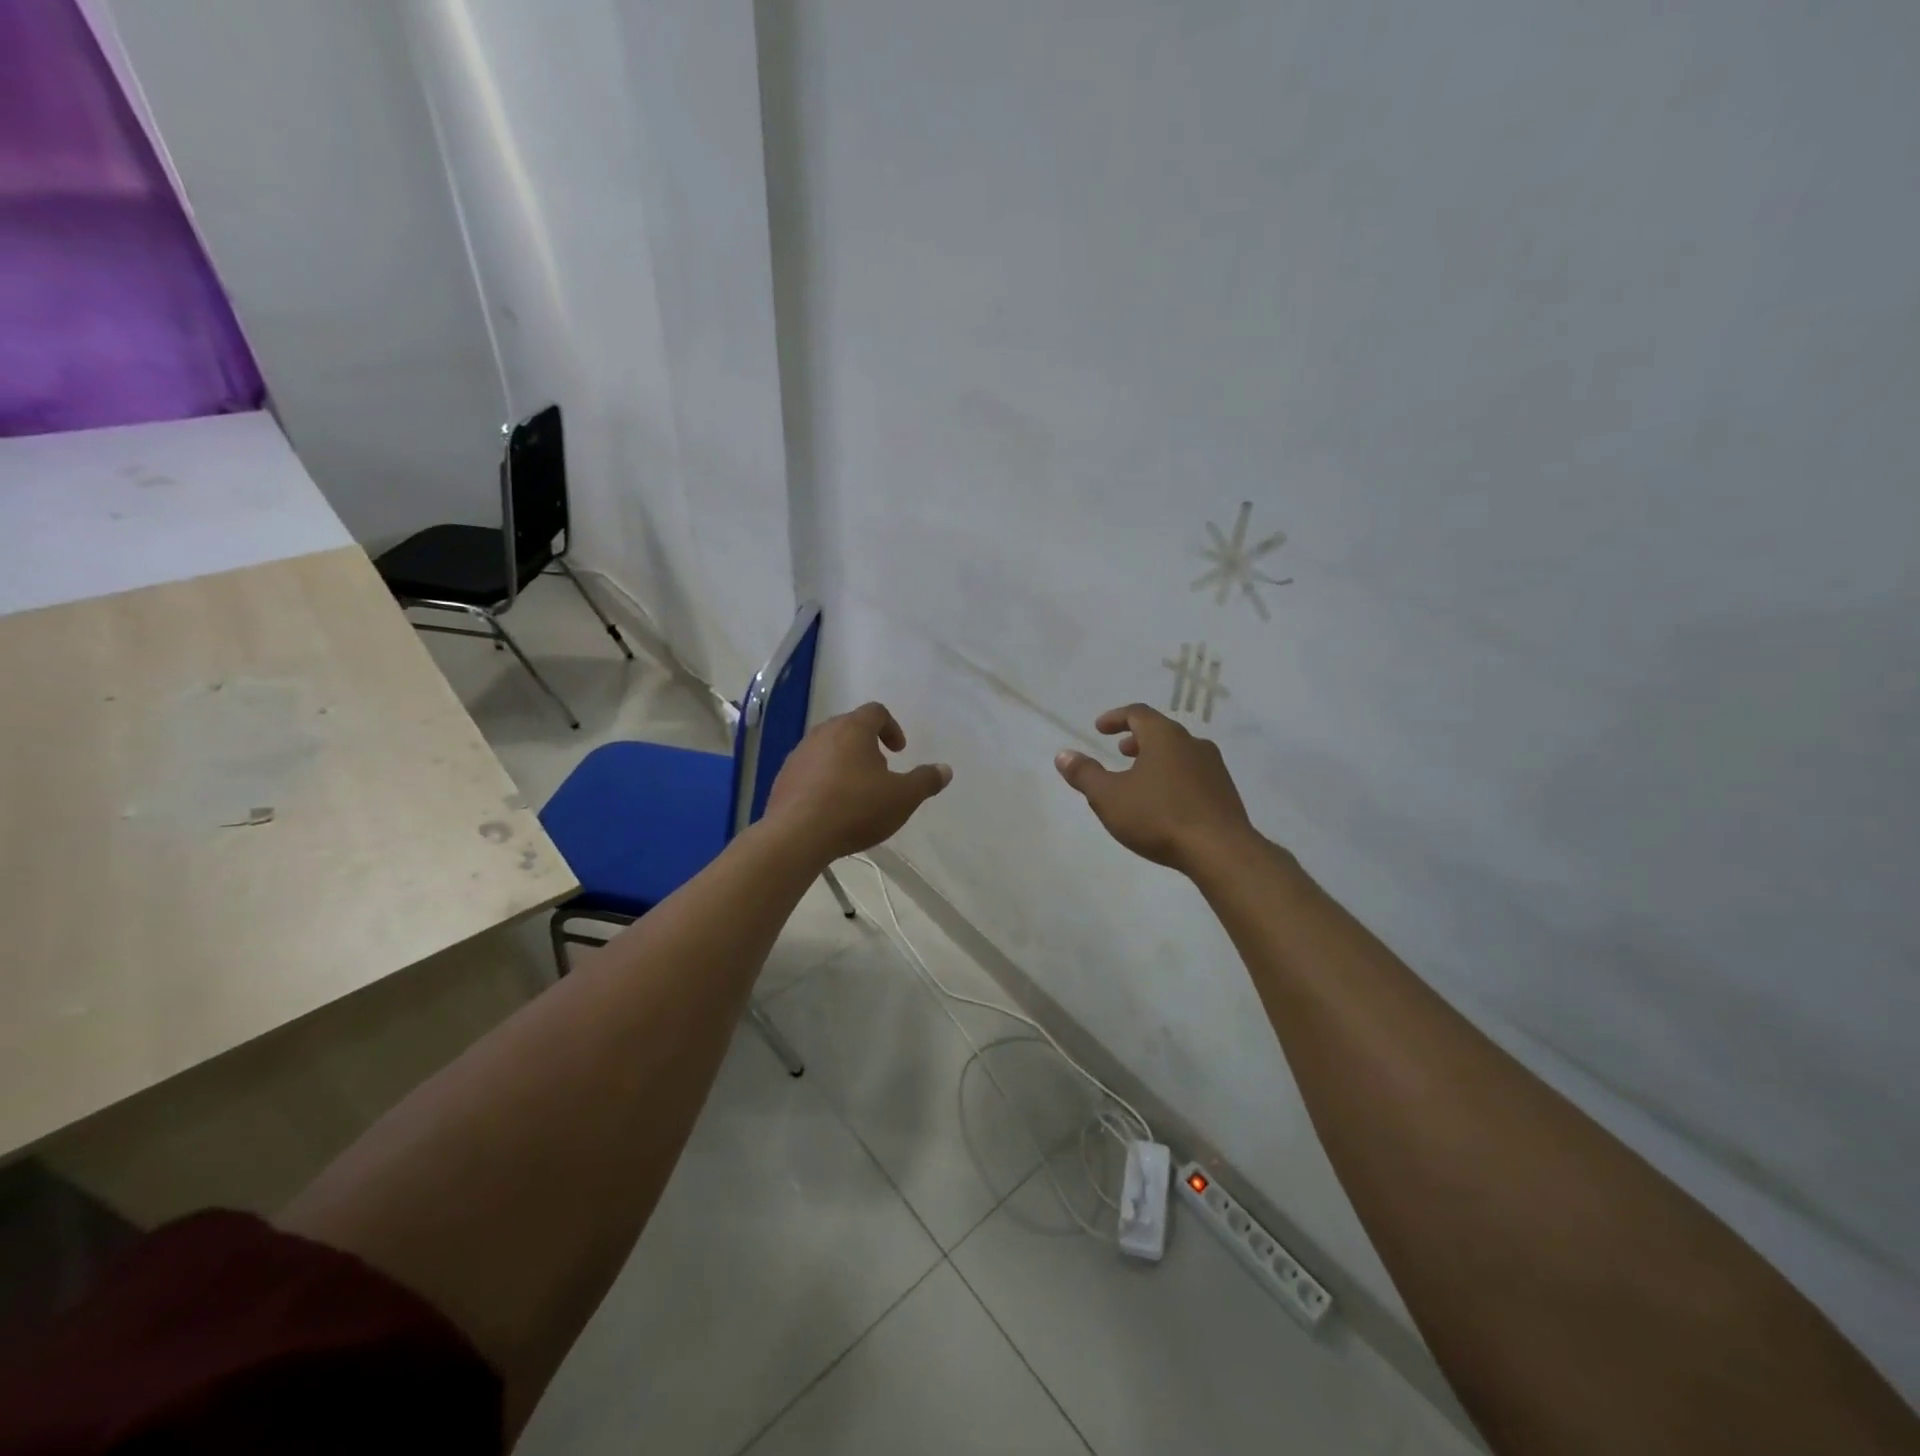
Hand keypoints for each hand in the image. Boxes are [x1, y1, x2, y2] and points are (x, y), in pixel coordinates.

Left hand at [766, 702, 952, 862]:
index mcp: (853, 729)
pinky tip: (831, 807)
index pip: (876, 712)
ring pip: (827, 748)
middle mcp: (823, 733)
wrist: (797, 835)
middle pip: (849, 727)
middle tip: (880, 770)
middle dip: (867, 745)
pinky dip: (824, 780)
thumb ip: (925, 781)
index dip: (891, 728)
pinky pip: (810, 770)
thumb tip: (945, 769)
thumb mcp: (902, 798)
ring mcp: (799, 755)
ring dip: (844, 762)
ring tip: (856, 791)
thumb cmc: (856, 808)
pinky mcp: (783, 778)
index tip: (899, 751)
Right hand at [1055, 704, 1257, 872]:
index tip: (1099, 728)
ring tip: (1141, 778)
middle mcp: (1192, 743)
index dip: (1116, 717)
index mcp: (1164, 736)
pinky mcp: (1225, 792)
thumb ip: (1085, 774)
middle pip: (1162, 731)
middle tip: (1121, 751)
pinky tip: (1167, 802)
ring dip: (1157, 759)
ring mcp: (1214, 767)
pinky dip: (1174, 777)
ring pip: (1180, 753)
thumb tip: (1063, 755)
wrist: (1220, 850)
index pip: (1138, 713)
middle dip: (1138, 739)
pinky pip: (1194, 774)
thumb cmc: (1158, 817)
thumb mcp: (1109, 797)